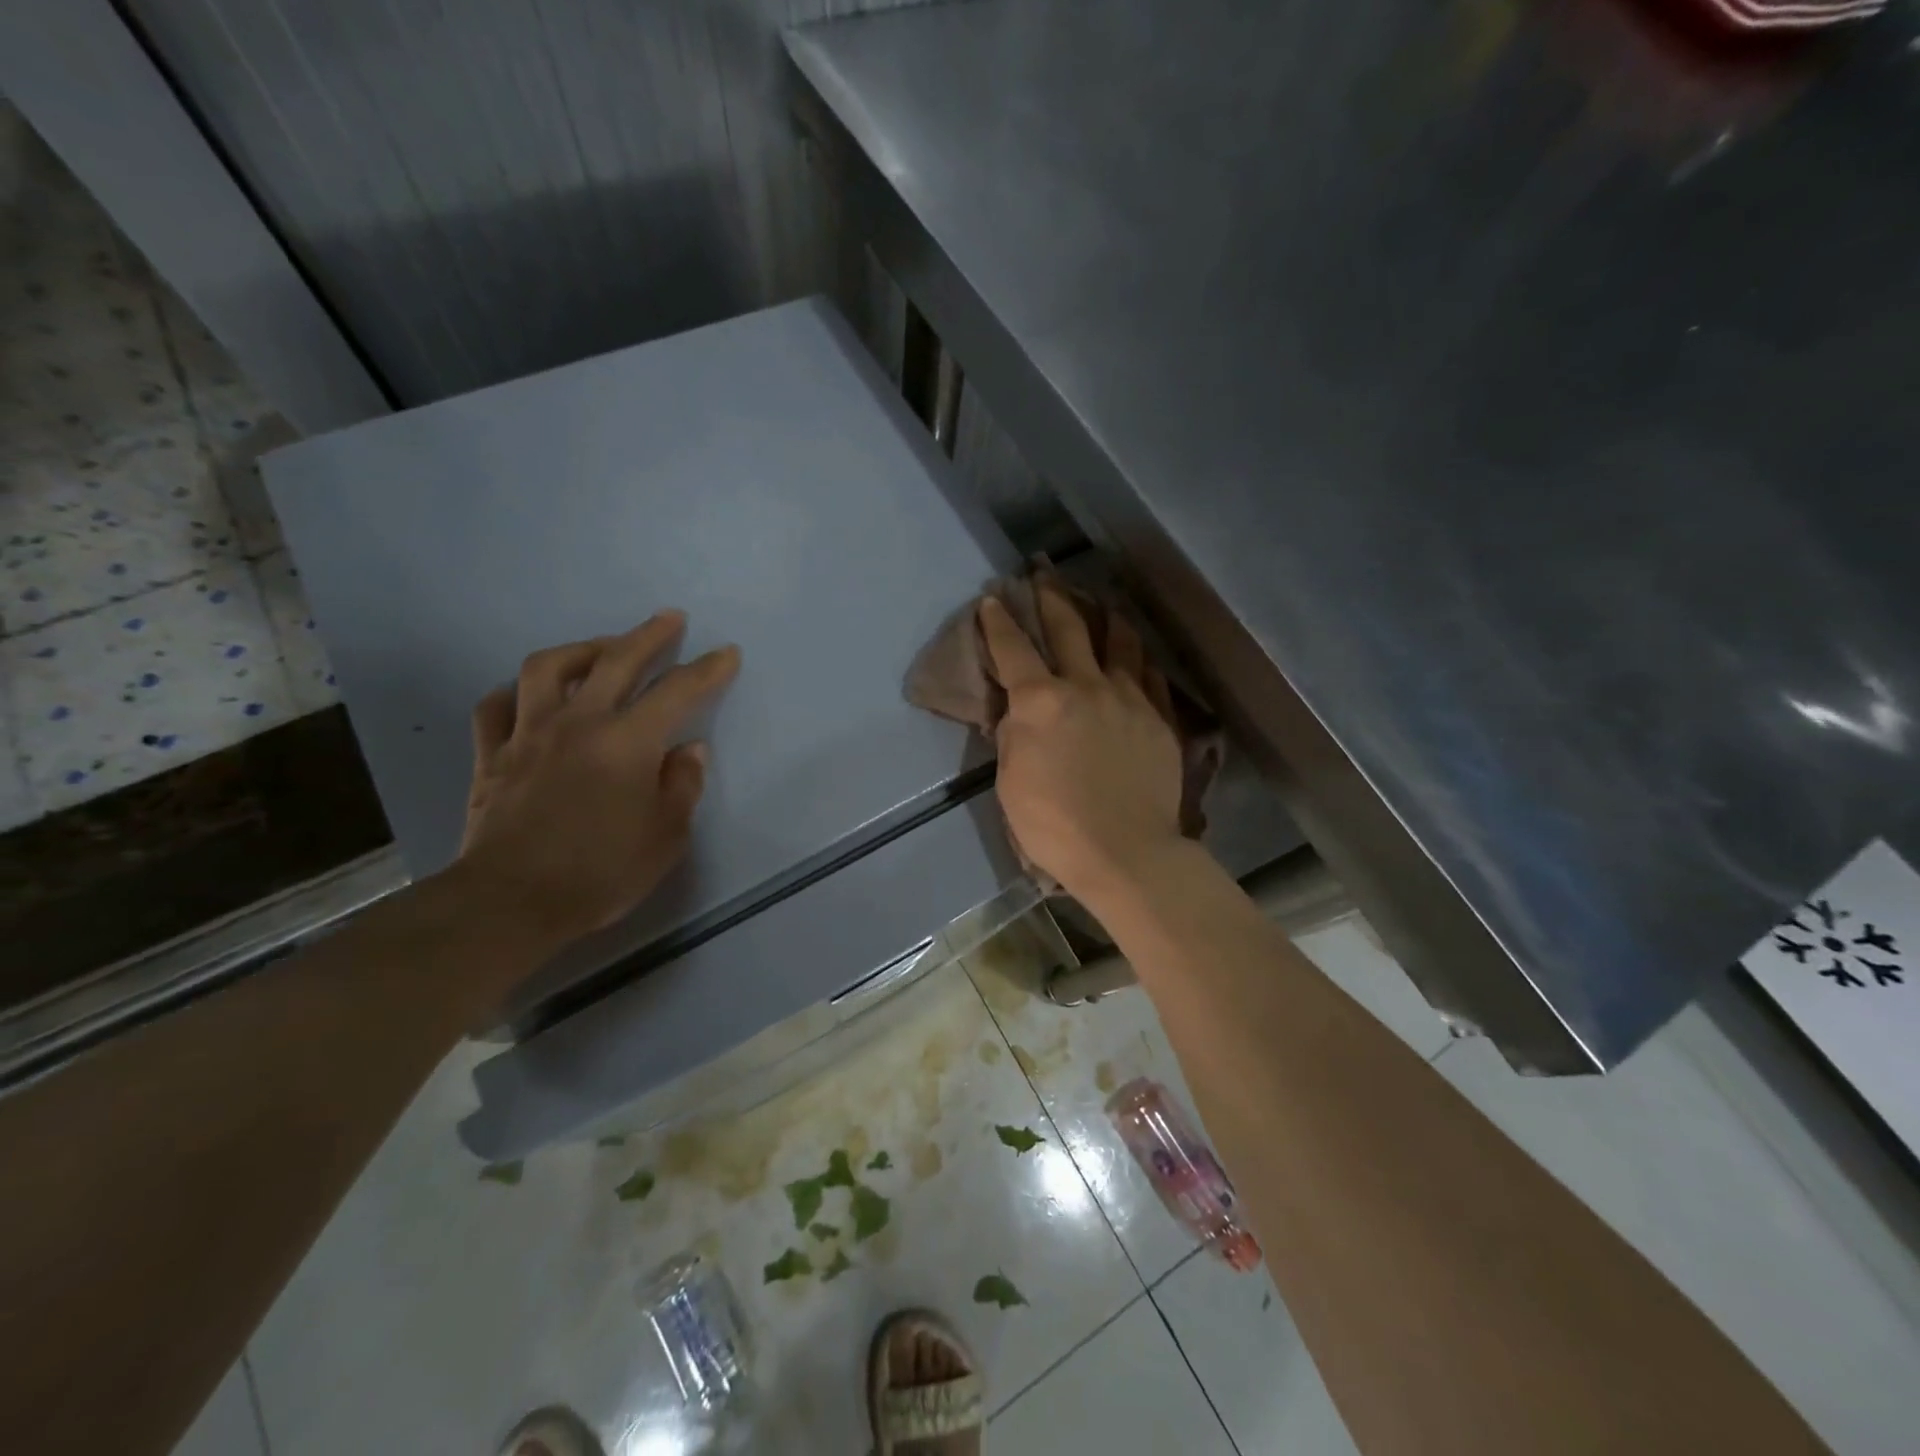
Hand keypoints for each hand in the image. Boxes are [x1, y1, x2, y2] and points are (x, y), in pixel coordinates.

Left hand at [452, 612, 739, 947]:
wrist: (511, 903)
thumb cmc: (601, 872)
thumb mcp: (666, 837)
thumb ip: (682, 786)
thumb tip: (689, 750)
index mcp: (627, 742)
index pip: (677, 692)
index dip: (707, 669)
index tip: (727, 653)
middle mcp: (578, 723)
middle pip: (615, 660)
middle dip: (648, 635)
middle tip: (670, 618)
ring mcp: (529, 734)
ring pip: (548, 668)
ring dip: (582, 649)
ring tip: (601, 648)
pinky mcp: (493, 755)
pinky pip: (498, 706)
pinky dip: (518, 692)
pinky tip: (532, 695)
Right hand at [980, 583, 1185, 908]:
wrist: (1126, 852)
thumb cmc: (1054, 824)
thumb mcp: (1010, 782)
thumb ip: (1013, 736)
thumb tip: (1018, 710)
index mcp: (1041, 701)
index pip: (1013, 649)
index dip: (999, 621)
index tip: (992, 599)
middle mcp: (1086, 686)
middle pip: (1068, 628)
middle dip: (1051, 597)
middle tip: (1044, 575)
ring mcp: (1129, 698)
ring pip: (1120, 641)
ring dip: (1105, 615)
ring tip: (1100, 602)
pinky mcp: (1160, 717)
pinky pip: (1149, 674)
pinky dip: (1137, 658)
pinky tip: (1136, 655)